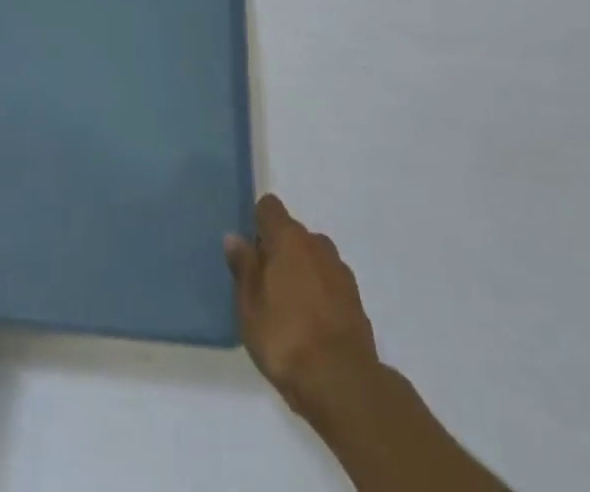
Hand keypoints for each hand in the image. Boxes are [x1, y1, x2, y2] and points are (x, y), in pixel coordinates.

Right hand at [224, 194, 379, 420]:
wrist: (343, 382)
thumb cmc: (286, 339)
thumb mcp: (250, 307)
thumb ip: (243, 268)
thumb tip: (234, 237)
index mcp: (288, 238)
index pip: (269, 207)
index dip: (257, 222)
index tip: (249, 250)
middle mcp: (316, 243)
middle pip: (292, 233)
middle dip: (278, 251)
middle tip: (264, 286)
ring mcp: (339, 269)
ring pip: (312, 257)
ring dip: (300, 272)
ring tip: (288, 309)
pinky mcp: (355, 297)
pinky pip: (329, 281)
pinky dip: (319, 292)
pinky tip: (311, 324)